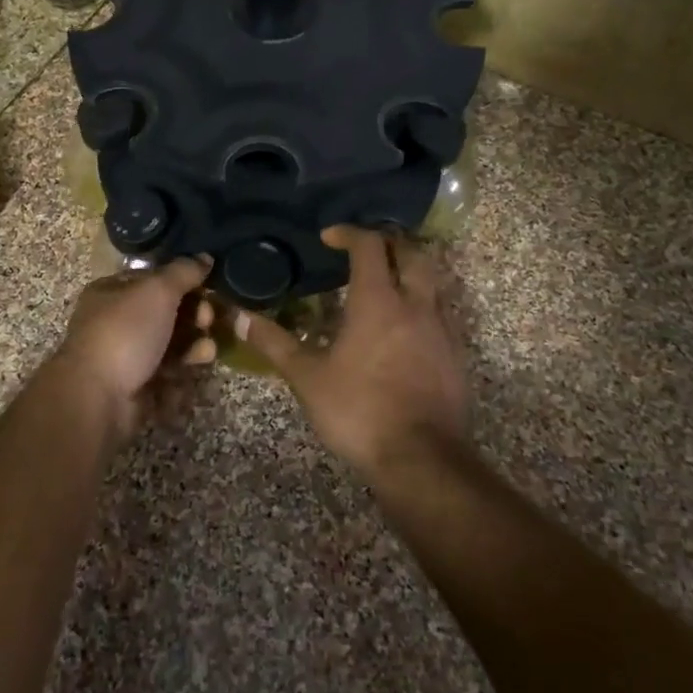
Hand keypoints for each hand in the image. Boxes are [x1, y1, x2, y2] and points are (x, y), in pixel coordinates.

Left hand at [47, 257, 215, 438]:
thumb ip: (184, 272)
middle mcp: (116, 322)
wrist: (98, 397)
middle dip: (193, 315)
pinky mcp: (136, 387)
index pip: (154, 279)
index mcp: (112, 292)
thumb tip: (205, 257)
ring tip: (206, 351)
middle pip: (165, 313)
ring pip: (169, 345)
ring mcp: (125, 357)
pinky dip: (182, 373)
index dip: (183, 281)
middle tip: (208, 320)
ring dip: (193, 345)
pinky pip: (167, 375)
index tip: (208, 286)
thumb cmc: (125, 332)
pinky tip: (195, 370)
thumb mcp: (157, 291)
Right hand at [240, 227, 467, 479]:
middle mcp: (415, 305)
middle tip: (364, 250)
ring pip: (431, 281)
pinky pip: (440, 313)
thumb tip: (238, 317)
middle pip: (411, 252)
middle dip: (388, 242)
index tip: (329, 237)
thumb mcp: (307, 377)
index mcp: (378, 301)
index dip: (349, 233)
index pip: (369, 245)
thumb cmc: (359, 411)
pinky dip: (421, 304)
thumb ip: (274, 343)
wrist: (422, 460)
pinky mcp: (455, 355)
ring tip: (384, 283)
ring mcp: (441, 329)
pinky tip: (404, 327)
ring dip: (408, 271)